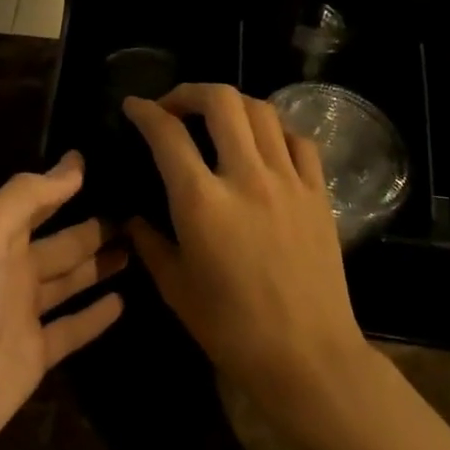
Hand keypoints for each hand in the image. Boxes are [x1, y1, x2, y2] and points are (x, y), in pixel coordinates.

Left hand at [0, 153, 124, 449]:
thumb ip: (24, 198)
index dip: (70, 181)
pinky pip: (73, 329)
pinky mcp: (34, 359)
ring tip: (142, 246)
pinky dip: (96, 315)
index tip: (115, 160)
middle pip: (62, 240)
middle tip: (145, 209)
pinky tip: (124, 301)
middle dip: (96, 224)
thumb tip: (73, 163)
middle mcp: (11, 270)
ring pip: (71, 280)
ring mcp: (22, 317)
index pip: (40, 199)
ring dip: (101, 263)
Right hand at [123, 85, 370, 431]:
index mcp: (202, 202)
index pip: (167, 134)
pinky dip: (275, 129)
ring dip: (232, 103)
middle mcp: (245, 177)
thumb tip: (132, 219)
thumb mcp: (176, 288)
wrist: (308, 358)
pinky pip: (298, 140)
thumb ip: (149, 244)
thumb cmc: (232, 330)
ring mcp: (288, 181)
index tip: (133, 106)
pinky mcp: (317, 193)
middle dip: (189, 91)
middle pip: (220, 101)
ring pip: (261, 110)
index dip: (144, 111)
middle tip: (174, 106)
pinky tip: (264, 143)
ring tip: (217, 118)